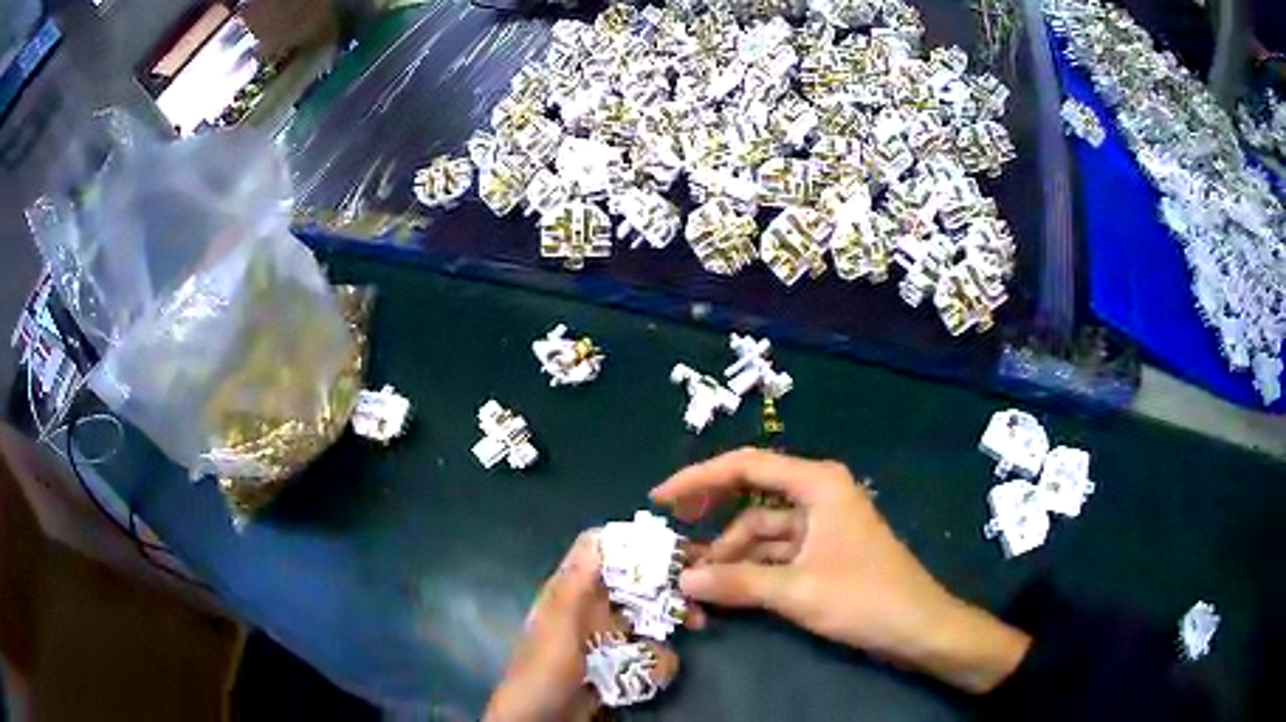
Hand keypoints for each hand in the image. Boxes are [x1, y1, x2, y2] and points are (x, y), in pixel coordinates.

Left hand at [484, 530, 679, 720]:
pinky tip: (656, 673)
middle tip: (698, 590)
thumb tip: (598, 537)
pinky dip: (657, 662)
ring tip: (695, 628)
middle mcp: (588, 608)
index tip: (673, 546)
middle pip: (633, 583)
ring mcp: (604, 638)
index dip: (633, 543)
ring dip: (668, 626)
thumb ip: (575, 587)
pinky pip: (647, 653)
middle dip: (666, 587)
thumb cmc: (542, 673)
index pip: (601, 551)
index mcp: (569, 592)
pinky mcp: (617, 664)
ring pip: (646, 618)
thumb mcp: (559, 629)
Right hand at [651, 448, 1029, 693]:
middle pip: (752, 495)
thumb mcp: (797, 591)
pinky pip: (776, 551)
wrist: (919, 627)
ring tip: (694, 580)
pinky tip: (725, 589)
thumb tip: (683, 580)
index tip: (660, 500)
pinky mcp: (824, 551)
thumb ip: (737, 584)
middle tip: (673, 534)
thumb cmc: (866, 598)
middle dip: (712, 516)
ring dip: (730, 553)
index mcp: (818, 483)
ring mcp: (822, 524)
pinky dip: (751, 568)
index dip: (698, 479)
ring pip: (762, 530)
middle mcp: (818, 493)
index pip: (746, 466)